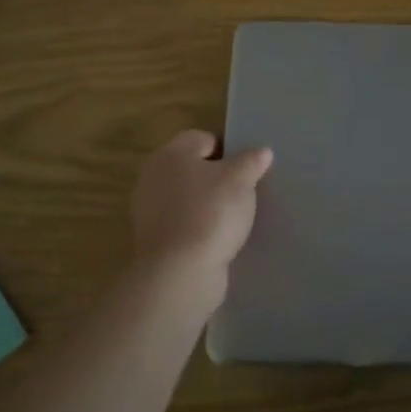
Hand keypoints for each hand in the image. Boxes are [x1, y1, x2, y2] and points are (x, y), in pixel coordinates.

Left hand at [130, 130, 272, 304]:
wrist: (180, 273)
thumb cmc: (211, 213)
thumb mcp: (241, 180)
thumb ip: (252, 161)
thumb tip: (262, 151)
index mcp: (171, 154)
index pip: (203, 138)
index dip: (228, 148)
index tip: (248, 167)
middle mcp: (153, 177)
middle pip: (192, 168)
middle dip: (217, 177)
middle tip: (244, 189)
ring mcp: (149, 211)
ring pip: (187, 197)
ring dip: (208, 203)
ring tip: (235, 216)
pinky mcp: (153, 240)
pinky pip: (183, 223)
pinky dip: (199, 227)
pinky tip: (219, 238)